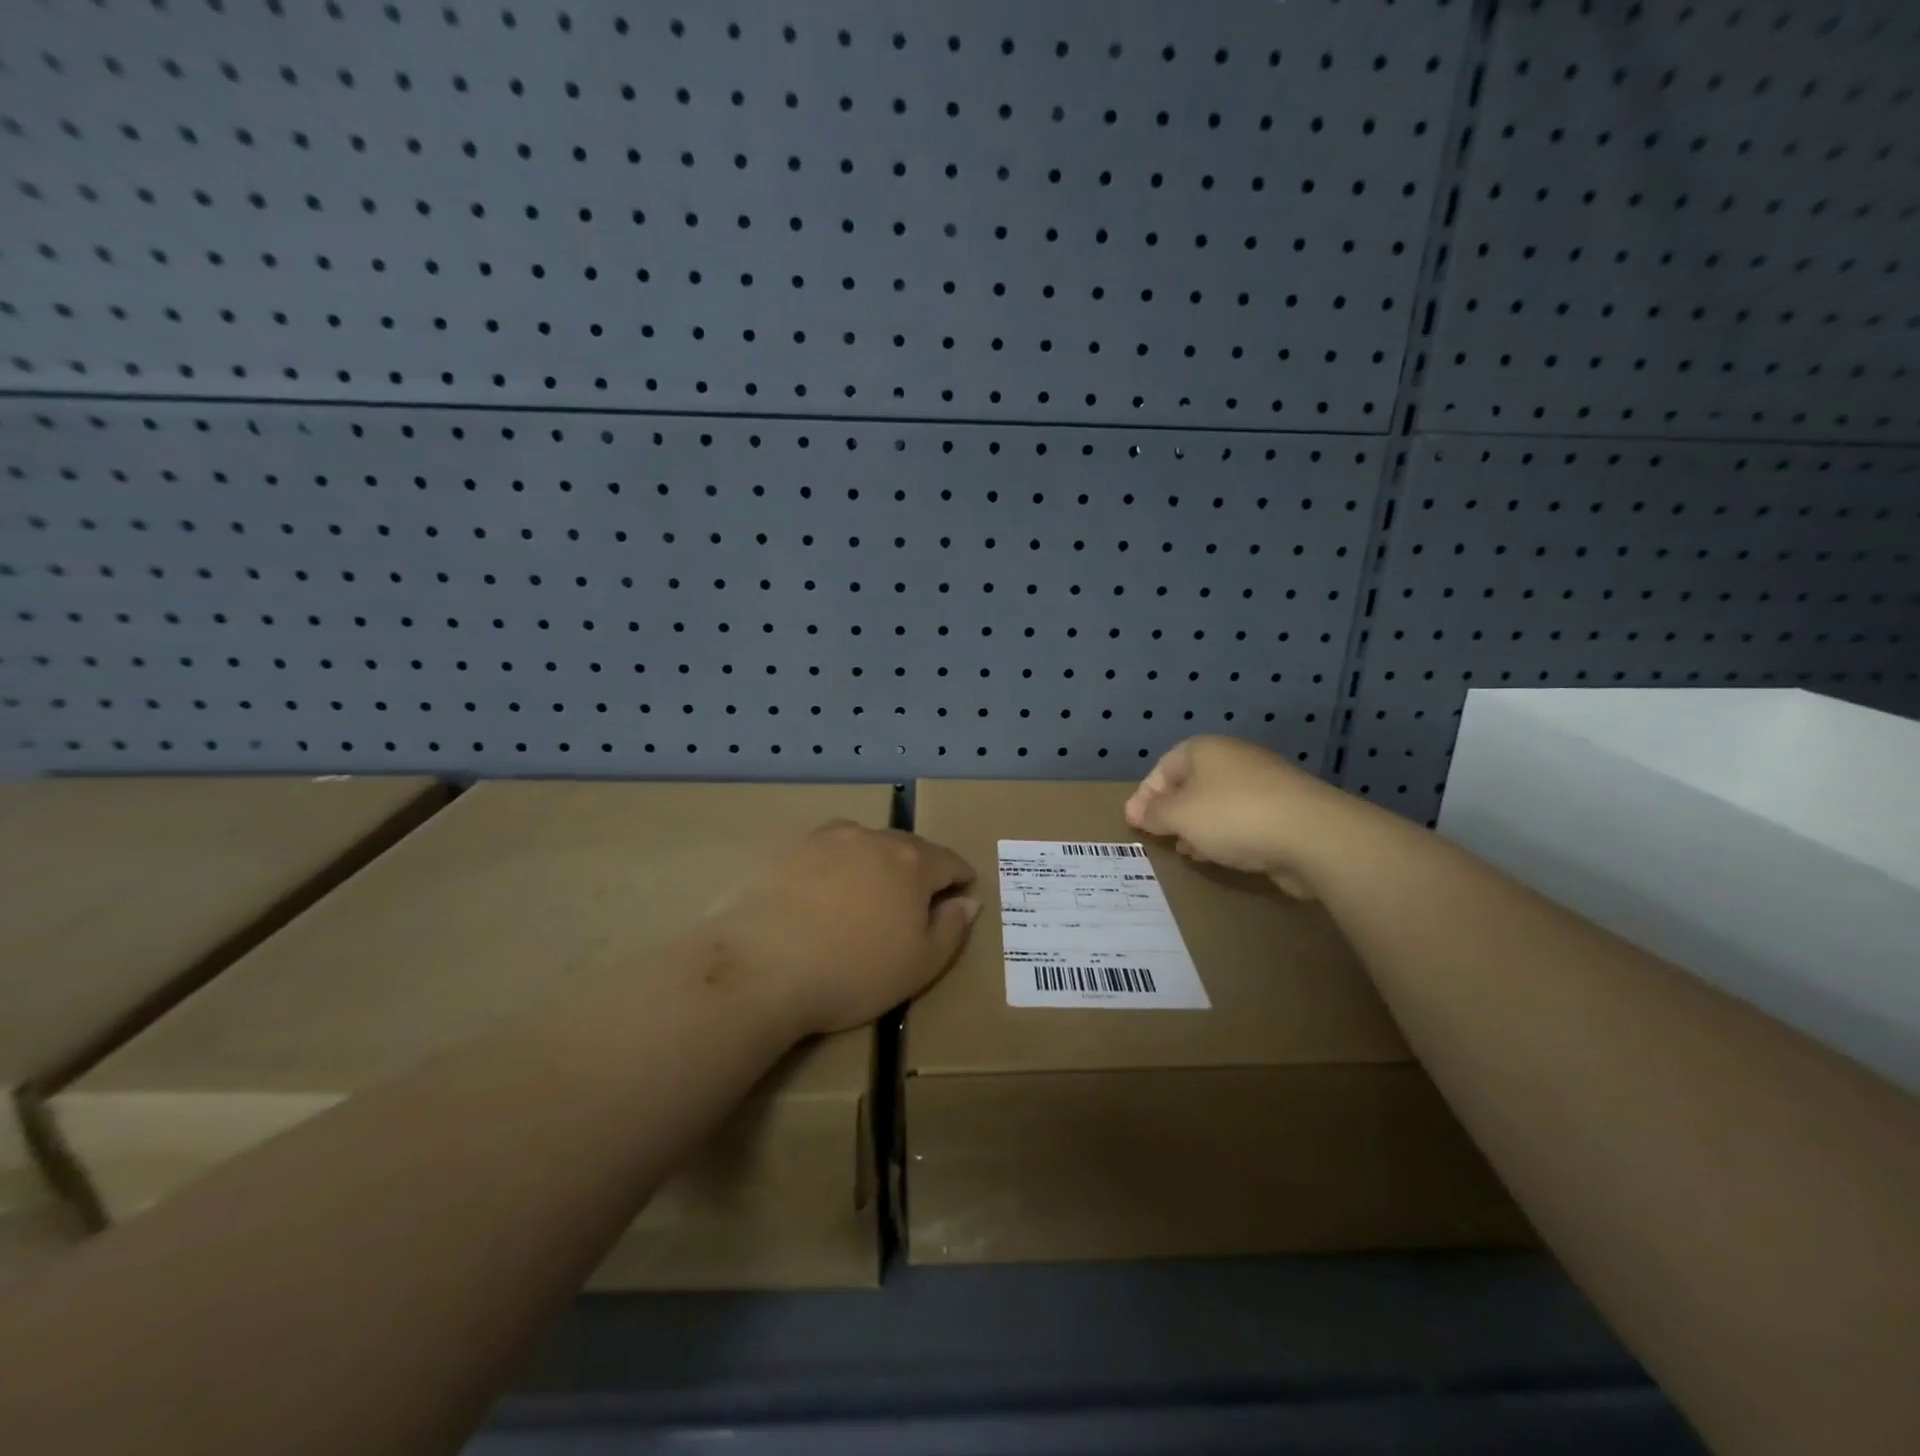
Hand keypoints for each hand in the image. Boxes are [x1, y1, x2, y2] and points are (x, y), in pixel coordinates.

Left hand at [714, 821, 978, 1035]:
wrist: (760, 968)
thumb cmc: (852, 973)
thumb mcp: (920, 965)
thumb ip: (952, 929)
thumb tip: (968, 901)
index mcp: (912, 862)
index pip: (949, 861)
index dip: (960, 877)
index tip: (963, 890)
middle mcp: (872, 838)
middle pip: (907, 847)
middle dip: (919, 868)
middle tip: (917, 898)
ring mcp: (825, 839)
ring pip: (864, 844)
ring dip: (875, 863)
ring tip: (869, 892)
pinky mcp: (786, 850)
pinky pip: (825, 853)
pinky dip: (835, 867)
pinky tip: (823, 893)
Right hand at [1124, 736, 1350, 897]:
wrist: (1313, 835)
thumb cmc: (1233, 816)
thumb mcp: (1179, 815)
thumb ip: (1154, 813)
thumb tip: (1138, 812)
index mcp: (1205, 750)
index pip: (1162, 767)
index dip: (1145, 795)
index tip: (1134, 823)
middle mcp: (1233, 759)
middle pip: (1191, 784)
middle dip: (1172, 812)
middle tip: (1159, 837)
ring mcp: (1263, 783)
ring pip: (1217, 804)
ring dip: (1199, 827)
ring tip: (1187, 852)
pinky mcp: (1285, 811)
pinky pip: (1243, 820)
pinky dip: (1226, 836)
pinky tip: (1221, 856)